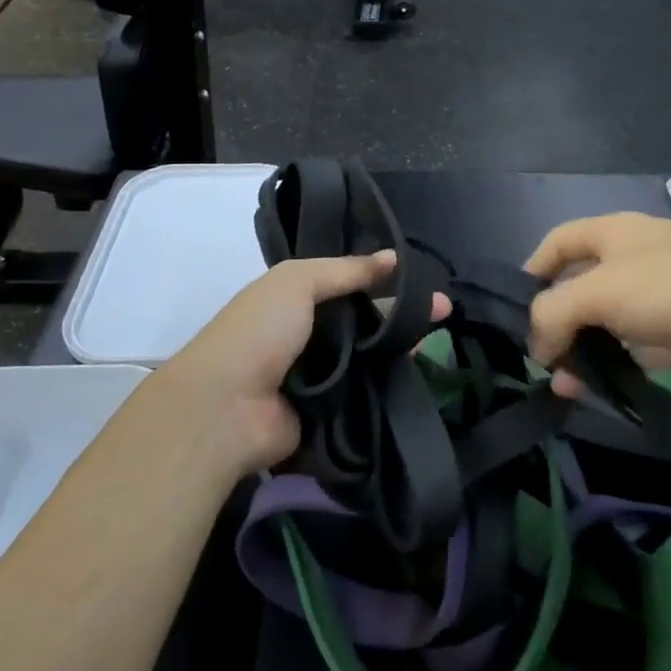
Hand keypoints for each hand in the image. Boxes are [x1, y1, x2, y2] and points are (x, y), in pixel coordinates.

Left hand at [155, 251, 445, 476]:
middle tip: (444, 311)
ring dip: (400, 348)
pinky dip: (389, 383)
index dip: (384, 278)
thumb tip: (394, 257)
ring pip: (369, 357)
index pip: (349, 283)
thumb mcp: (299, 281)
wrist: (226, 408)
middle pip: (364, 321)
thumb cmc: (259, 331)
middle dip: (401, 314)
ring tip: (441, 337)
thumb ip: (348, 270)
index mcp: (295, 299)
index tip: (423, 278)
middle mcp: (308, 335)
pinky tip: (421, 371)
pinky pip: (365, 392)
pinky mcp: (329, 413)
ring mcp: (319, 376)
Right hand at [524, 214, 670, 390]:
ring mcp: (668, 289)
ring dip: (587, 349)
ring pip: (612, 318)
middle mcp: (638, 253)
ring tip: (571, 388)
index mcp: (615, 231)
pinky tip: (612, 388)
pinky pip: (643, 341)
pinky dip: (623, 360)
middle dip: (559, 322)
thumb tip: (537, 344)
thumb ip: (554, 313)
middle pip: (583, 284)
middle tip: (546, 363)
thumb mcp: (602, 292)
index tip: (518, 314)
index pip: (557, 241)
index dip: (533, 272)